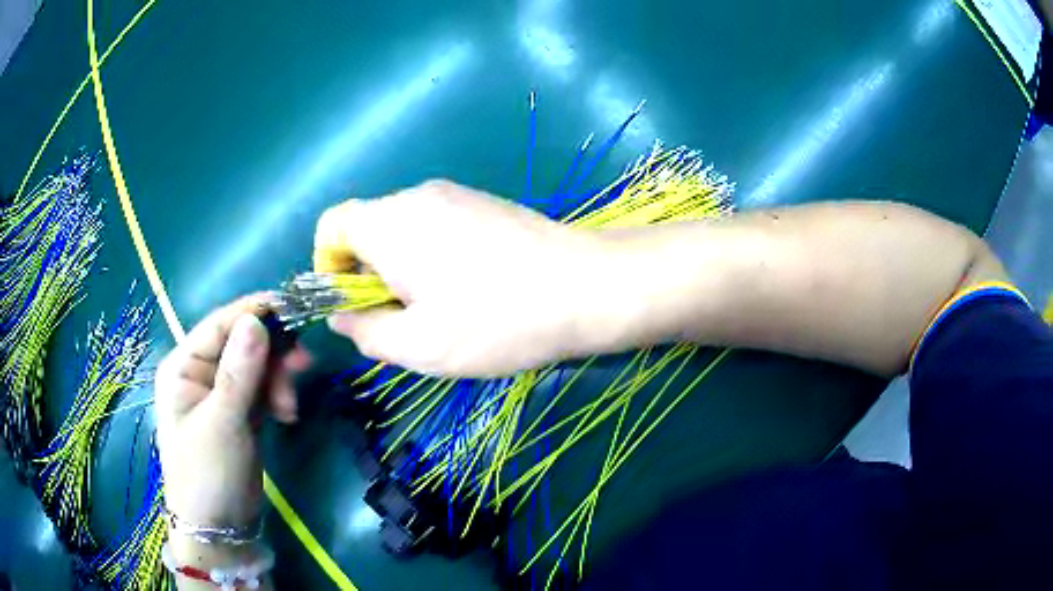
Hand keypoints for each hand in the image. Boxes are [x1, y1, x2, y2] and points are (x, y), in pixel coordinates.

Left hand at [154, 295, 309, 531]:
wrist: (220, 528)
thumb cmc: (208, 473)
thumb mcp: (222, 422)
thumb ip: (239, 372)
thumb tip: (256, 319)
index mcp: (183, 366)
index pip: (219, 325)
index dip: (254, 313)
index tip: (292, 307)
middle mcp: (200, 374)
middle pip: (242, 344)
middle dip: (272, 355)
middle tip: (304, 366)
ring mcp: (221, 395)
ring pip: (256, 368)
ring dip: (278, 380)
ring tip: (291, 408)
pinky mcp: (240, 415)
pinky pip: (262, 391)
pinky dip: (277, 397)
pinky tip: (287, 415)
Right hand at [314, 180, 608, 376]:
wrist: (587, 287)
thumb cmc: (496, 321)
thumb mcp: (419, 346)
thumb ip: (366, 332)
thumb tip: (342, 317)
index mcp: (391, 222)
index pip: (332, 224)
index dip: (327, 264)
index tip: (350, 304)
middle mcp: (417, 196)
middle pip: (367, 227)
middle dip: (368, 274)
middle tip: (400, 319)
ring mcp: (456, 195)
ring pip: (403, 230)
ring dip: (402, 269)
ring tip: (439, 310)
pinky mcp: (484, 203)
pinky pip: (436, 226)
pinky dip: (431, 257)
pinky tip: (469, 289)